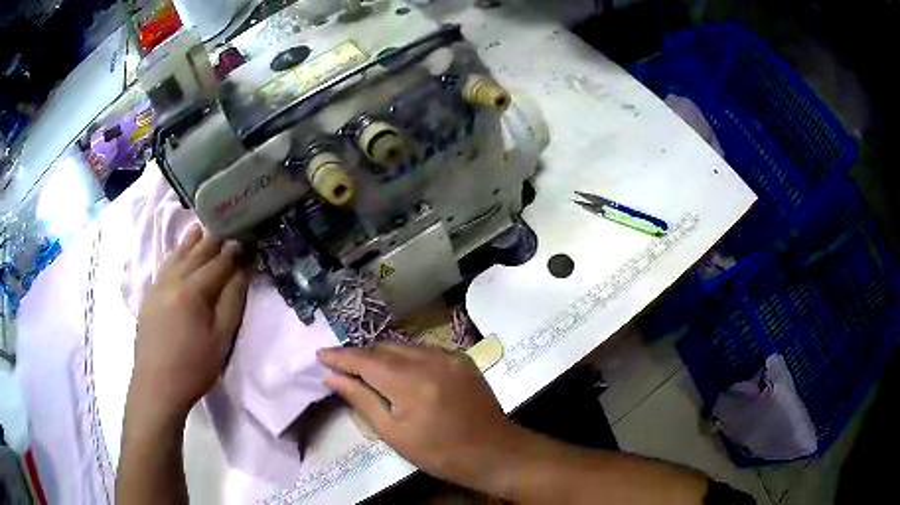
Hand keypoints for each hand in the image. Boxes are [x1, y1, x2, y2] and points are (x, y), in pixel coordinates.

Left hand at [129, 225, 248, 423]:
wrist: (156, 386)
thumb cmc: (193, 367)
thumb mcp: (220, 339)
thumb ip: (232, 301)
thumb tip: (242, 270)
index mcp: (192, 290)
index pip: (218, 263)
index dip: (235, 252)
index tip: (248, 240)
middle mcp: (173, 280)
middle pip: (196, 253)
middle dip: (214, 240)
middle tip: (228, 227)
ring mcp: (157, 286)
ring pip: (177, 256)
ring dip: (191, 241)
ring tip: (201, 227)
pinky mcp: (149, 296)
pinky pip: (164, 267)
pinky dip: (174, 255)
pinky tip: (177, 253)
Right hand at [317, 344, 521, 489]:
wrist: (494, 452)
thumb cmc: (439, 453)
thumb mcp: (393, 433)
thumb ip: (361, 400)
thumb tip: (331, 378)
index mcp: (411, 383)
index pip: (366, 360)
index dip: (341, 356)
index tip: (320, 354)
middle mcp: (431, 360)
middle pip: (384, 348)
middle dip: (361, 356)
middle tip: (344, 368)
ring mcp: (450, 356)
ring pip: (404, 346)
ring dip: (383, 355)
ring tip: (369, 371)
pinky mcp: (462, 358)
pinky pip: (424, 350)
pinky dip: (407, 357)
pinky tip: (402, 372)